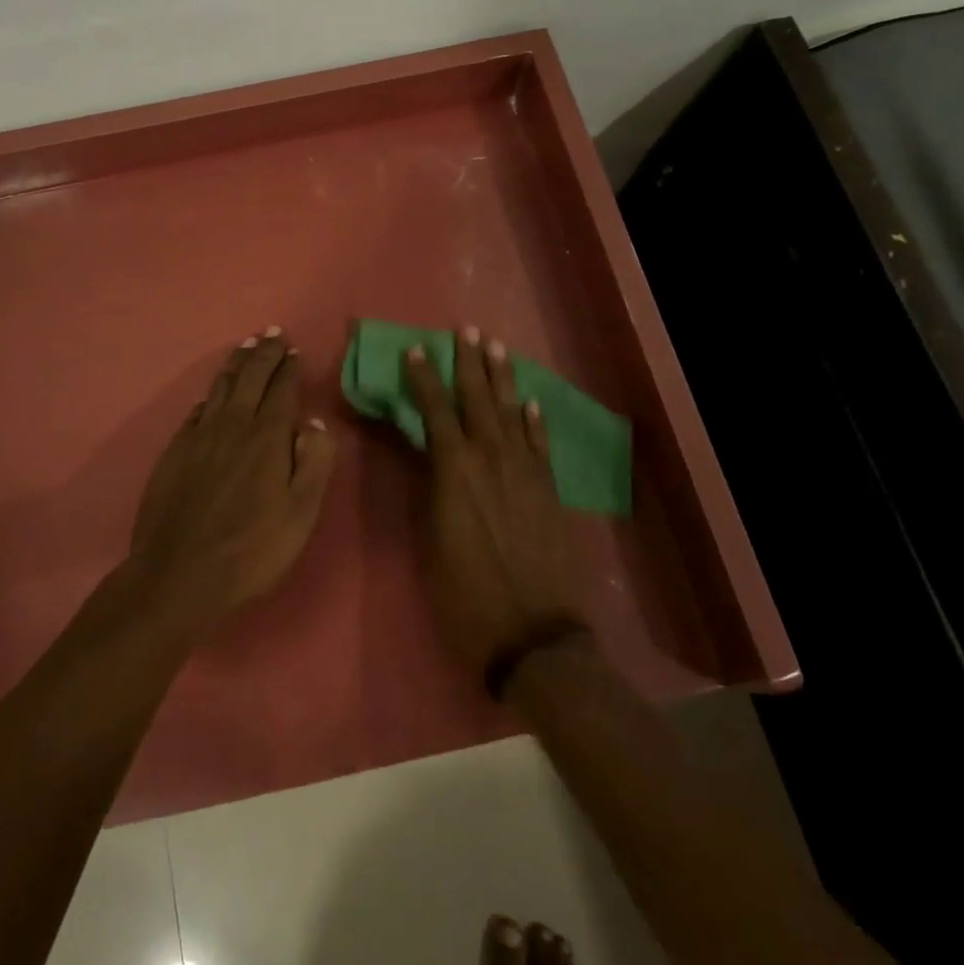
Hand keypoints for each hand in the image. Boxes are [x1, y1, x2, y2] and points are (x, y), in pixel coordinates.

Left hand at [126, 328, 336, 634]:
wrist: (180, 573)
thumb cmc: (252, 548)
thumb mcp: (301, 512)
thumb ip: (314, 461)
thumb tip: (314, 420)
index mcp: (267, 437)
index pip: (282, 390)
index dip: (289, 368)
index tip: (294, 350)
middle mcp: (233, 425)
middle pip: (250, 379)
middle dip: (264, 354)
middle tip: (272, 333)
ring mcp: (199, 436)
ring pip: (220, 388)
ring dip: (235, 365)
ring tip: (245, 347)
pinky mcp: (175, 452)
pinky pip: (196, 411)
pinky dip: (208, 396)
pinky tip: (210, 396)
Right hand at [403, 328, 581, 676]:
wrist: (532, 634)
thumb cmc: (464, 594)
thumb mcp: (429, 541)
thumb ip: (429, 490)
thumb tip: (424, 455)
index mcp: (455, 471)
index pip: (435, 411)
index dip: (424, 378)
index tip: (416, 350)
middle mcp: (491, 460)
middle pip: (478, 400)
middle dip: (469, 363)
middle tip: (467, 330)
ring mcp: (525, 472)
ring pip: (512, 412)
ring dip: (503, 378)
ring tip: (497, 348)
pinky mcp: (548, 490)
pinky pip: (540, 444)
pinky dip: (534, 420)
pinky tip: (530, 402)